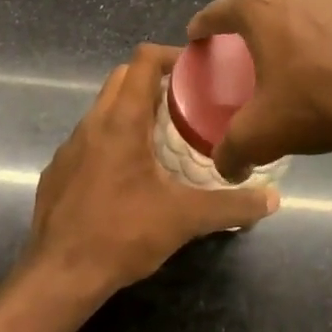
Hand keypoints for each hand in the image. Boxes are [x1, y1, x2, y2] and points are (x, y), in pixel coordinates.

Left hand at [24, 44, 279, 297]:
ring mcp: (69, 147)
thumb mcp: (185, 219)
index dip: (171, 56)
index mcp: (121, 121)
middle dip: (154, 80)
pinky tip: (128, 175)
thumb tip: (273, 199)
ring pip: (103, 109)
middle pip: (122, 78)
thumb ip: (232, 206)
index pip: (142, 61)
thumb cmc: (122, 234)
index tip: (197, 71)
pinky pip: (88, 140)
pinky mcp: (58, 171)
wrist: (59, 276)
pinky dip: (111, 140)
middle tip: (187, 103)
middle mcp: (92, 123)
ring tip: (163, 136)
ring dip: (132, 110)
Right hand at [187, 0, 331, 180]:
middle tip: (254, 55)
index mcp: (259, 9)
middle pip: (262, 4)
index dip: (203, 25)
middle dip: (254, 26)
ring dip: (296, 22)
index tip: (198, 36)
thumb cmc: (320, 104)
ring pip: (303, 3)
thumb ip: (232, 150)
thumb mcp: (264, 134)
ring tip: (302, 54)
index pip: (217, 12)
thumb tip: (225, 168)